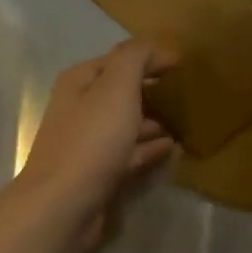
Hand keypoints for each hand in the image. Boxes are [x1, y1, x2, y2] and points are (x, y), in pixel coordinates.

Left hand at [13, 40, 175, 252]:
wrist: (63, 205)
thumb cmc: (91, 140)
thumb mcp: (117, 87)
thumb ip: (135, 58)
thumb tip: (155, 47)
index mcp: (80, 82)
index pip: (119, 59)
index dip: (151, 57)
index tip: (184, 64)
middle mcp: (80, 108)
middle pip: (121, 92)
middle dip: (151, 90)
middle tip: (188, 92)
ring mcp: (88, 143)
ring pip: (126, 123)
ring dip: (152, 120)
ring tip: (185, 119)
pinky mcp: (98, 173)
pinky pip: (129, 152)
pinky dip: (149, 147)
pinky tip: (172, 147)